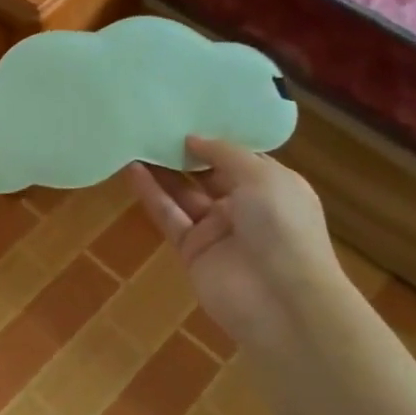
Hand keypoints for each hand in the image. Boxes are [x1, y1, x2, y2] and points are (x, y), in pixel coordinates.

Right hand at [126, 137, 344, 351]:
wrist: (282, 301)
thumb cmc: (283, 227)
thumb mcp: (261, 176)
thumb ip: (224, 153)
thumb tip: (193, 138)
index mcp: (272, 186)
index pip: (239, 157)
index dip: (214, 138)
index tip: (187, 114)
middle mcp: (245, 206)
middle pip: (207, 174)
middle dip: (184, 152)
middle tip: (154, 124)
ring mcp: (217, 230)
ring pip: (183, 194)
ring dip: (162, 170)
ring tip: (135, 140)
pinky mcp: (192, 251)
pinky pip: (169, 216)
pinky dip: (151, 194)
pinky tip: (132, 169)